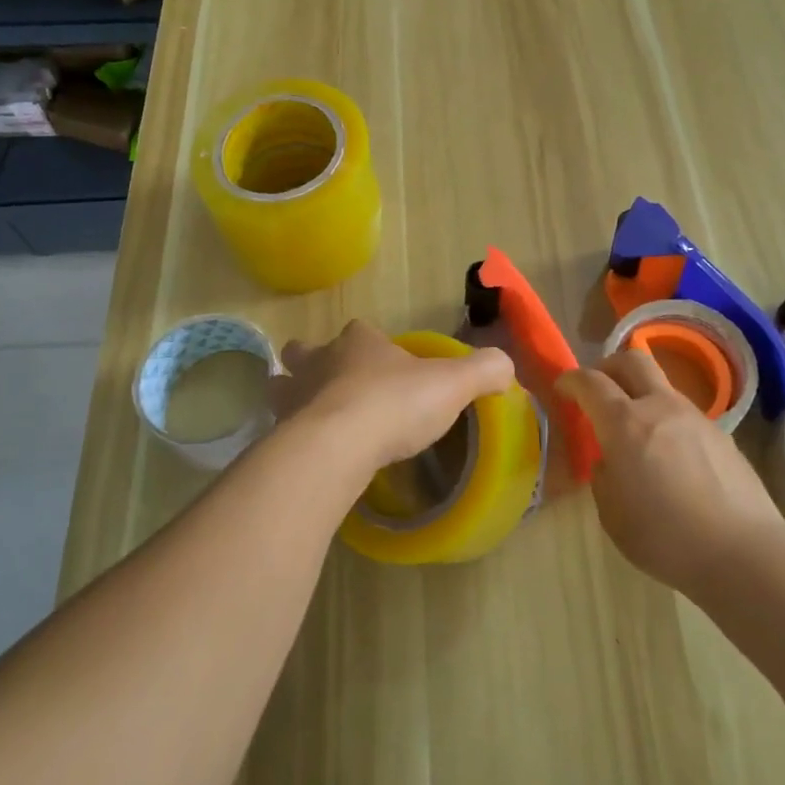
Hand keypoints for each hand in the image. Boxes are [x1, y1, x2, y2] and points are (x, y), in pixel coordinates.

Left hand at [270, 320, 516, 474]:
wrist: (338, 446)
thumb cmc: (395, 404)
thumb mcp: (454, 384)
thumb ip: (484, 371)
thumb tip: (506, 367)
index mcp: (359, 341)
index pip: (361, 331)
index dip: (372, 344)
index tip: (386, 367)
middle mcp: (319, 359)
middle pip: (308, 351)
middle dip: (317, 362)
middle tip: (338, 387)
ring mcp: (293, 395)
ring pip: (284, 385)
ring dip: (296, 396)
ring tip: (316, 417)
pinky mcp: (278, 431)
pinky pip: (281, 428)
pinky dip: (290, 435)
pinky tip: (310, 453)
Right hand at [558, 350, 784, 594]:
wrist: (742, 551)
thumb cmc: (664, 537)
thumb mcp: (612, 514)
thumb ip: (604, 476)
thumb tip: (611, 461)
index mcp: (624, 423)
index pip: (590, 382)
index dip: (571, 380)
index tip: (562, 388)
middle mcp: (660, 407)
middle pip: (632, 360)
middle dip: (608, 367)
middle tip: (598, 389)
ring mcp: (695, 417)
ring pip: (662, 386)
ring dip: (641, 396)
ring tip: (636, 432)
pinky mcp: (722, 435)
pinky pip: (684, 415)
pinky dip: (667, 422)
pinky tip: (671, 458)